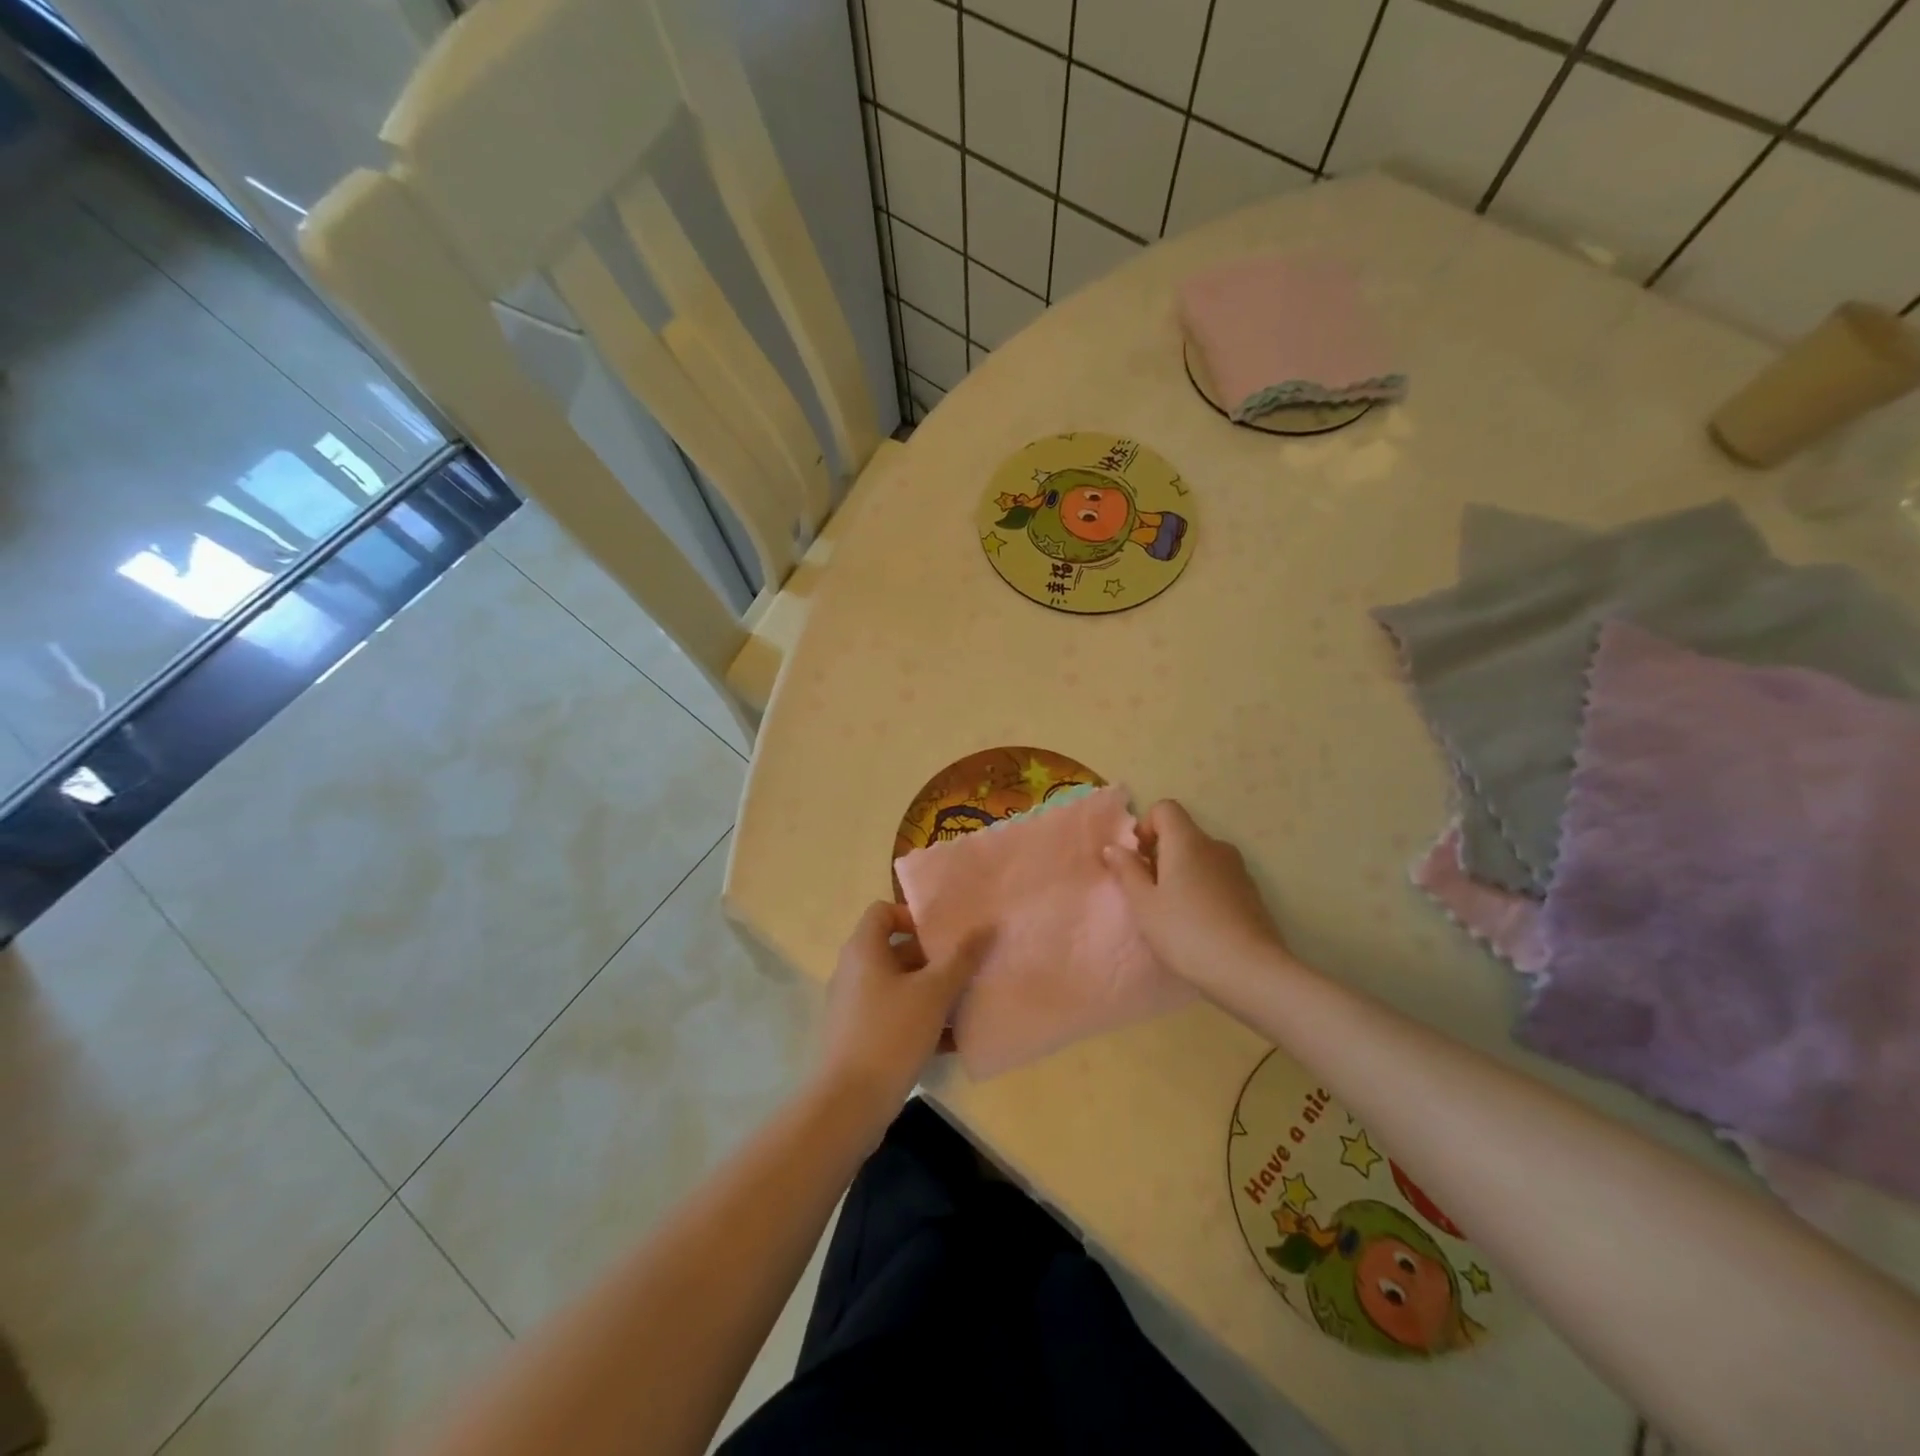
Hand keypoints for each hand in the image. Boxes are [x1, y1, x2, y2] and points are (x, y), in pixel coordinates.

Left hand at [817, 902, 989, 1117]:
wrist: (849, 1104)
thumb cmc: (891, 1034)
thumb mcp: (933, 993)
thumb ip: (961, 959)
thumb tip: (986, 927)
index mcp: (863, 951)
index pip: (883, 912)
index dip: (912, 917)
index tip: (943, 937)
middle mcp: (853, 972)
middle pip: (894, 950)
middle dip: (932, 959)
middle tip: (964, 969)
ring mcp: (853, 1007)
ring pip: (898, 987)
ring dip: (931, 993)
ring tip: (965, 1004)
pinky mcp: (858, 1038)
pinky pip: (894, 1018)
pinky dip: (920, 1022)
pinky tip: (952, 1041)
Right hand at [1103, 800, 1289, 984]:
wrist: (1250, 971)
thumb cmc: (1186, 932)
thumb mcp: (1144, 905)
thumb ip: (1127, 871)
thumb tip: (1114, 848)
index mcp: (1187, 841)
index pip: (1165, 808)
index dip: (1147, 827)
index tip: (1140, 860)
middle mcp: (1215, 846)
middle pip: (1183, 834)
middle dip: (1162, 855)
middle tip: (1150, 893)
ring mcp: (1238, 869)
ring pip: (1201, 858)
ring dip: (1183, 874)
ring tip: (1175, 913)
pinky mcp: (1252, 893)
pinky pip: (1218, 878)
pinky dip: (1204, 890)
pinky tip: (1201, 925)